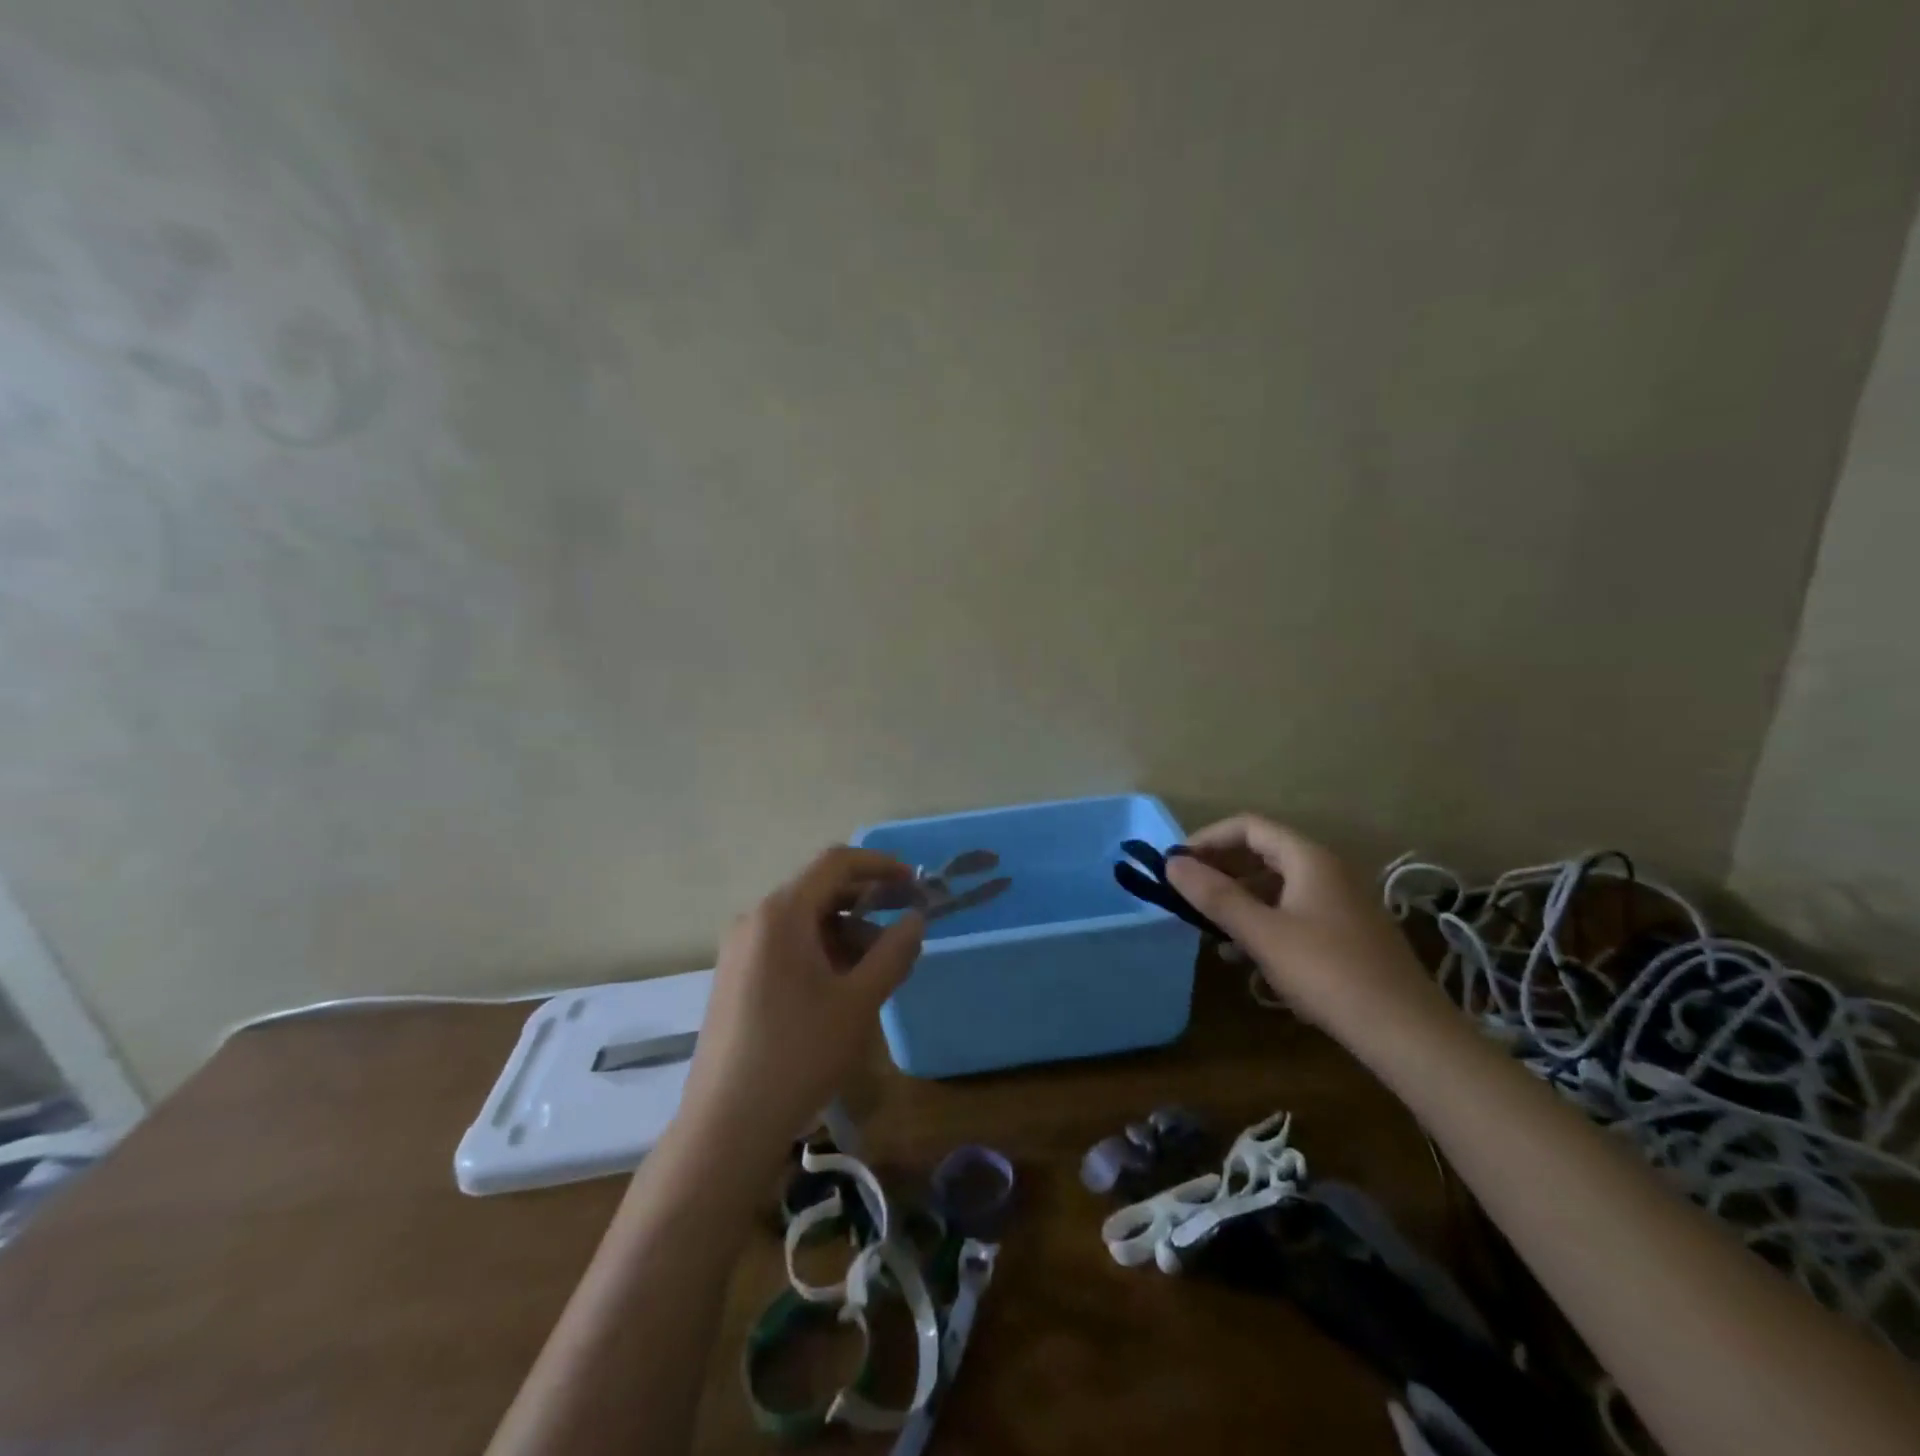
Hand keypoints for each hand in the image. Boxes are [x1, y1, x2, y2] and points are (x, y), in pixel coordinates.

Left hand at [677, 847, 923, 1159]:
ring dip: (846, 932)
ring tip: (879, 968)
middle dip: (867, 902)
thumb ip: (893, 952)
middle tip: (905, 925)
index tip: (914, 883)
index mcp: (781, 914)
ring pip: (803, 921)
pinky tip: (842, 987)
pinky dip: (821, 951)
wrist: (727, 1125)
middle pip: (818, 890)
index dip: (879, 864)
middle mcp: (755, 920)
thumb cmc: (799, 1055)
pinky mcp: (735, 977)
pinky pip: (785, 945)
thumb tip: (915, 919)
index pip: (835, 863)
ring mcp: (740, 949)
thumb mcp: (858, 1002)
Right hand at [1165, 815, 1449, 1040]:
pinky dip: (1264, 922)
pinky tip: (1247, 955)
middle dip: (1221, 871)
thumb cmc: (1328, 972)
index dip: (1208, 839)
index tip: (1177, 864)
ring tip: (1210, 930)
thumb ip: (1215, 896)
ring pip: (1277, 886)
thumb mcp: (1262, 933)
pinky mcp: (1347, 932)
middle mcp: (1327, 870)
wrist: (1407, 1032)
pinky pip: (1294, 911)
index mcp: (1309, 858)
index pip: (1249, 827)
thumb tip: (1171, 862)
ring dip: (1240, 900)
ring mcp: (1341, 902)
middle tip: (1188, 895)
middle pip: (1263, 853)